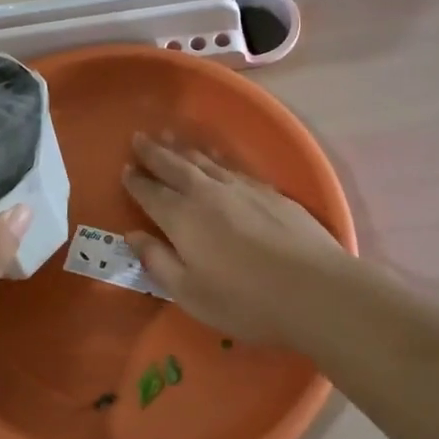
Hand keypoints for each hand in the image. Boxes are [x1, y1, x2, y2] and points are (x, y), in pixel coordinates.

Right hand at [122, 133, 350, 348]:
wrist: (314, 289)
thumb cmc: (245, 300)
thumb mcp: (190, 293)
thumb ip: (158, 261)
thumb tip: (133, 236)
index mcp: (182, 218)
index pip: (151, 193)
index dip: (136, 181)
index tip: (125, 169)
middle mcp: (208, 193)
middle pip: (175, 166)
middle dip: (154, 153)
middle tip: (139, 138)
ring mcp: (242, 188)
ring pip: (205, 162)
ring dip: (184, 150)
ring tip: (171, 138)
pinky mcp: (270, 192)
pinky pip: (233, 168)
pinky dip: (217, 161)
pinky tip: (217, 162)